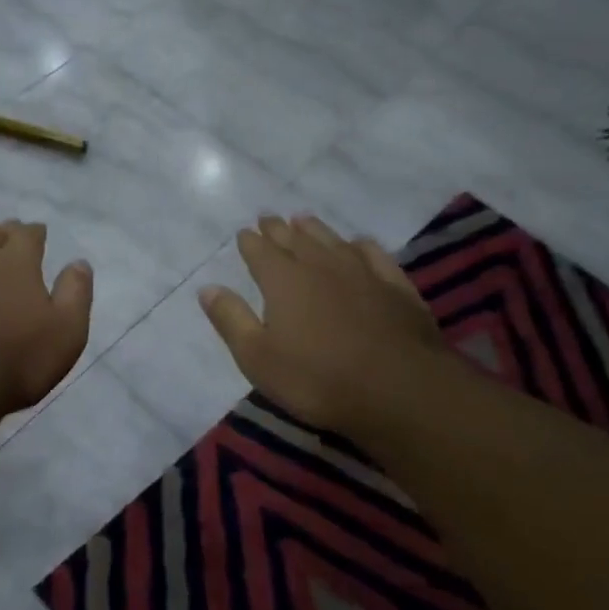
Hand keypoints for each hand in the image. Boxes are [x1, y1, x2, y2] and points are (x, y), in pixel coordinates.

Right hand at [199, 214, 449, 441]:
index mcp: (283, 280)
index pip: (260, 251)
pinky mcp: (396, 288)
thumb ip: (231, 319)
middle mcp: (320, 265)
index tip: (244, 233)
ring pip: (332, 240)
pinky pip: (374, 255)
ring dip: (315, 229)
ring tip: (304, 220)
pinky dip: (361, 246)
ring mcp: (362, 273)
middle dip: (278, 229)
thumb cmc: (317, 378)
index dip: (249, 241)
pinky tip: (358, 244)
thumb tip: (207, 288)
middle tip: (268, 218)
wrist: (400, 391)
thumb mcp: (257, 357)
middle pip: (294, 239)